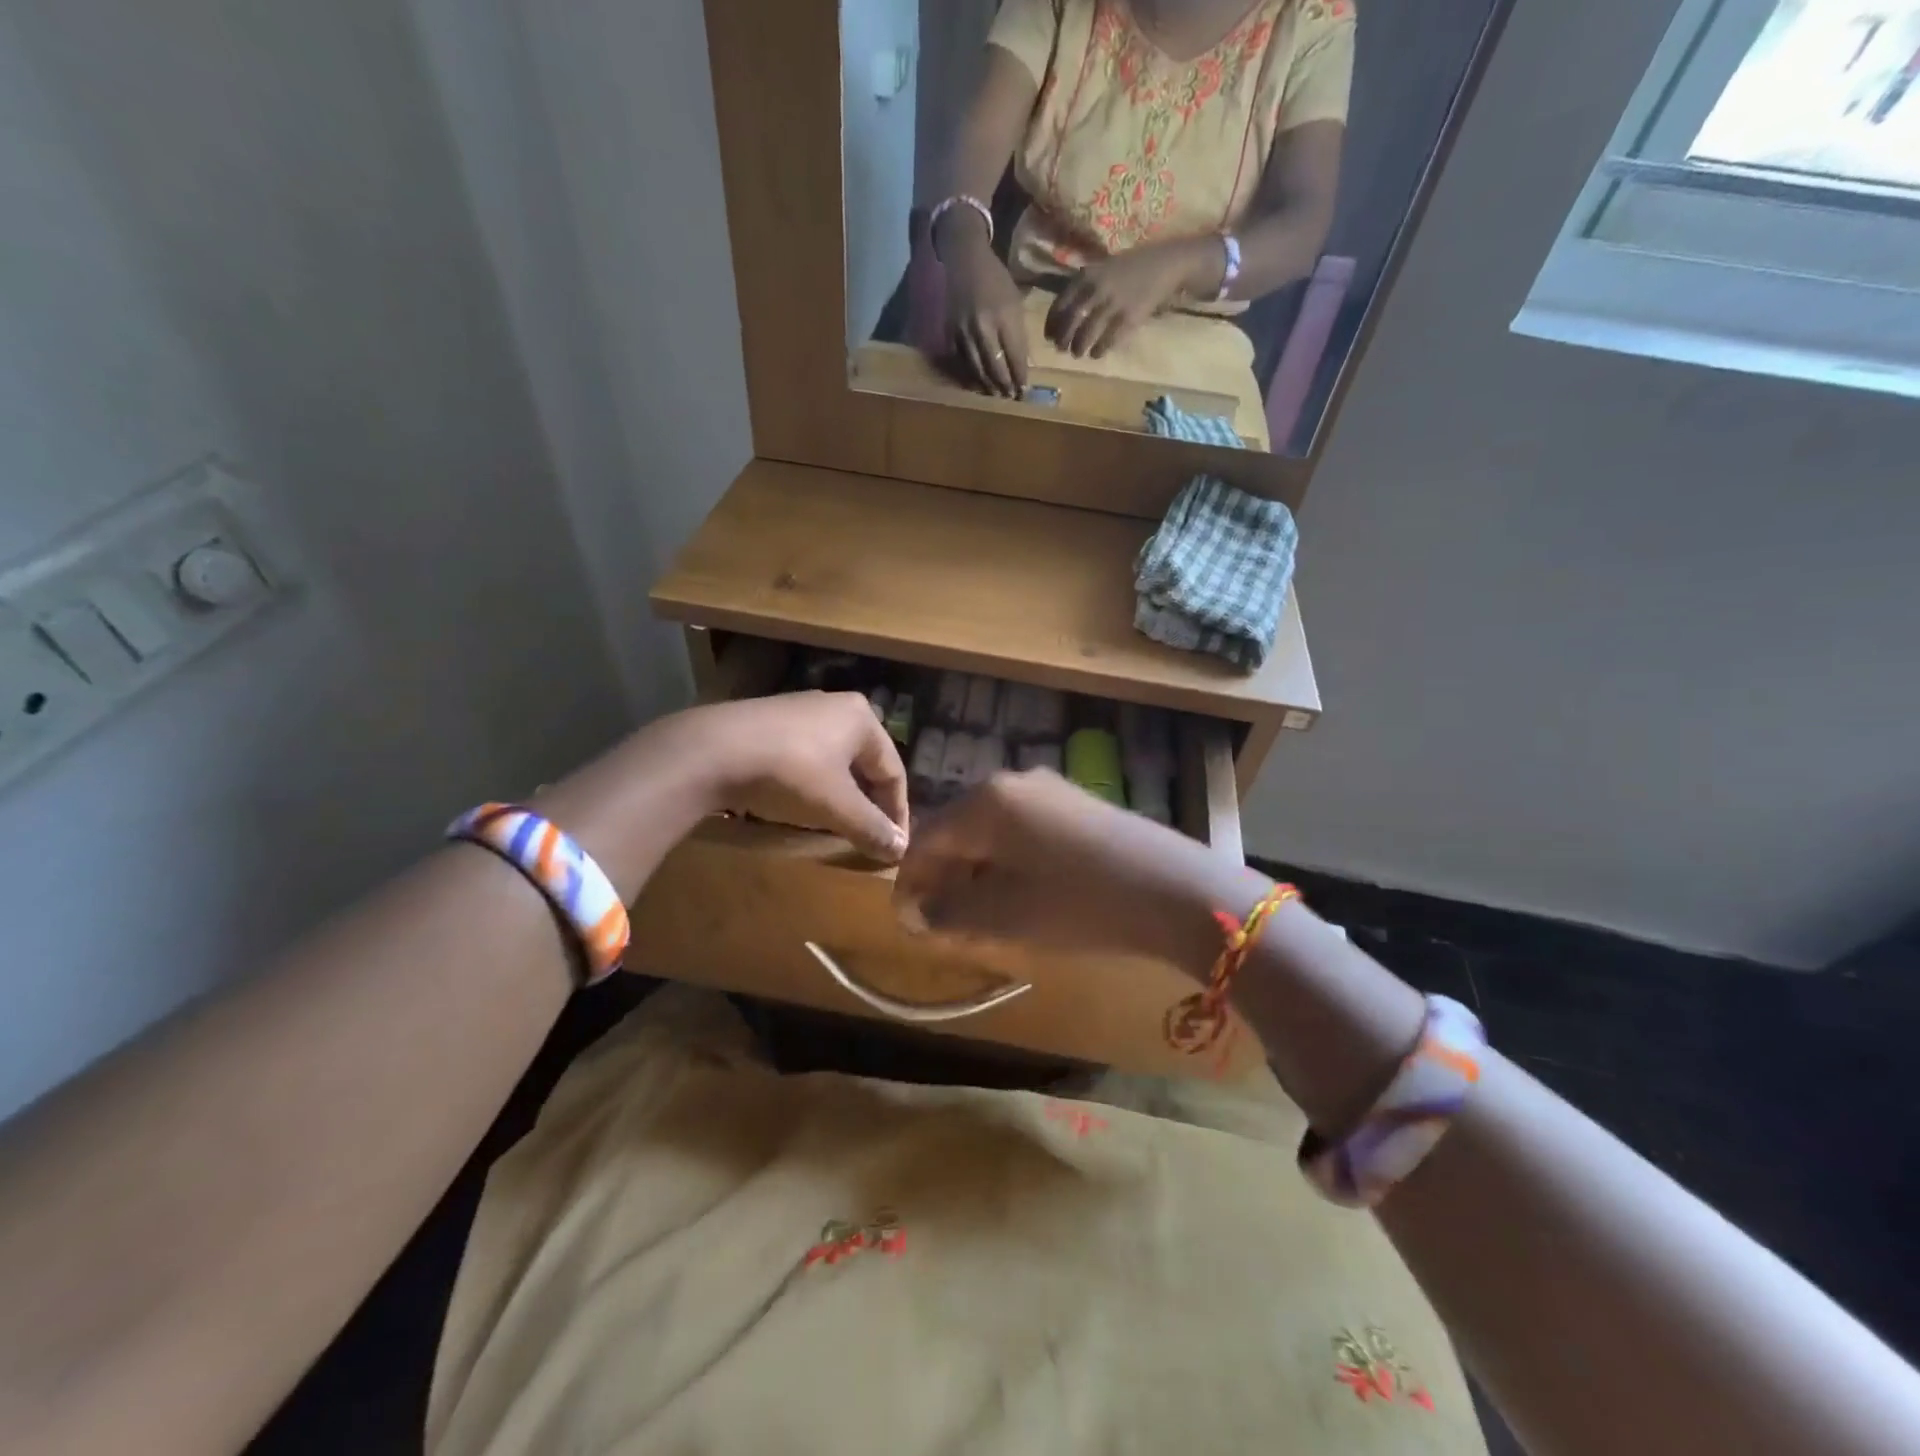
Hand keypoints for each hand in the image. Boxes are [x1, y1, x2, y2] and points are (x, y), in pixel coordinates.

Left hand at [687, 692, 910, 860]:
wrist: (711, 750)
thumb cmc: (790, 772)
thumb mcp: (836, 806)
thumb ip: (872, 828)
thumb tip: (899, 850)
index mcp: (862, 719)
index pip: (893, 771)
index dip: (897, 813)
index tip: (895, 847)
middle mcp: (836, 706)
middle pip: (865, 763)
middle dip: (870, 802)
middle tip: (870, 835)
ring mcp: (800, 709)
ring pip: (835, 760)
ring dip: (842, 794)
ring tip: (838, 823)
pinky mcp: (769, 721)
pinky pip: (806, 756)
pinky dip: (813, 783)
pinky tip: (802, 802)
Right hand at [893, 770, 1256, 973]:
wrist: (1176, 889)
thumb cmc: (1079, 903)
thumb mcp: (1005, 916)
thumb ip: (950, 911)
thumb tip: (917, 911)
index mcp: (986, 802)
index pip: (926, 838)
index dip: (910, 882)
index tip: (907, 921)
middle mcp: (1013, 782)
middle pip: (959, 830)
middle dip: (945, 875)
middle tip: (941, 922)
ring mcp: (1050, 789)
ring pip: (992, 831)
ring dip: (977, 870)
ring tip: (979, 914)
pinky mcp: (1078, 804)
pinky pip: (1024, 830)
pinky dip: (1009, 861)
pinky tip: (1022, 892)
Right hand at [943, 241, 1029, 397]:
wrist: (965, 261)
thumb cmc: (996, 280)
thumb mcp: (1015, 302)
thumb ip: (1018, 334)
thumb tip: (1022, 365)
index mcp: (1004, 316)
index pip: (1015, 356)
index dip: (1020, 376)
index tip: (1024, 389)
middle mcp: (983, 326)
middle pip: (995, 366)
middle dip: (1005, 385)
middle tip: (1011, 397)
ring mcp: (964, 331)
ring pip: (977, 368)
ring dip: (988, 385)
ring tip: (996, 395)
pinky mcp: (951, 334)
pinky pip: (962, 362)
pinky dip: (971, 375)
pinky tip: (979, 383)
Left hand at [1045, 238, 1222, 358]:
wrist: (1166, 264)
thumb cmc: (1131, 267)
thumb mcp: (1103, 268)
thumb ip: (1084, 286)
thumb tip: (1063, 313)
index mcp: (1087, 275)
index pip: (1060, 304)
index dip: (1052, 324)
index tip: (1049, 336)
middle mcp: (1097, 289)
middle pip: (1070, 322)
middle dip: (1063, 340)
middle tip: (1062, 349)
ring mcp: (1113, 305)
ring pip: (1086, 335)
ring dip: (1079, 348)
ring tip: (1079, 353)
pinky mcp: (1129, 319)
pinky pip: (1107, 341)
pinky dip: (1099, 350)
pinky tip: (1096, 353)